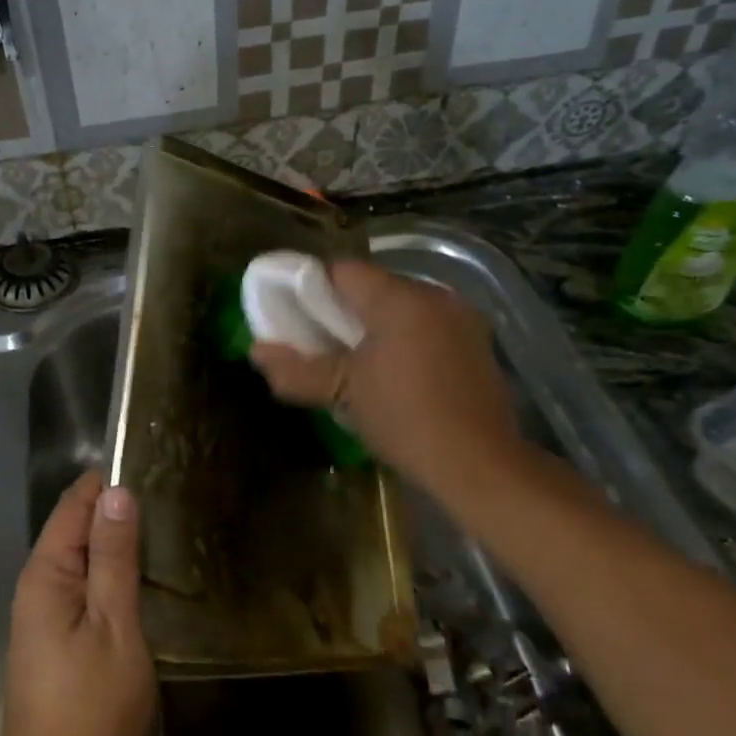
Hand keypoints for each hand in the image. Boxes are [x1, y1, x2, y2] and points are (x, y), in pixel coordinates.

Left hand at [0, 470, 154, 735]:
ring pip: (82, 560)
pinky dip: (112, 576)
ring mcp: (45, 616)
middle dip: (115, 508)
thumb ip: (113, 559)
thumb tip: (116, 493)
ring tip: (167, 530)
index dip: (108, 481)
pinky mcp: (57, 641)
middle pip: (76, 528)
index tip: (153, 464)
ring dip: (116, 543)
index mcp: (46, 573)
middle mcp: (38, 586)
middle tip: (171, 497)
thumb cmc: (88, 710)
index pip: (75, 504)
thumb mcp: (113, 628)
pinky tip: (145, 582)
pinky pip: (84, 589)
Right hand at [248, 260, 527, 501]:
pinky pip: (427, 326)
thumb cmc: (404, 419)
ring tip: (355, 363)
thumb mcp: (342, 394)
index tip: (296, 318)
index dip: (311, 288)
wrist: (480, 465)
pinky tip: (395, 374)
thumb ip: (295, 369)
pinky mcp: (478, 344)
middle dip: (342, 310)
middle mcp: (434, 296)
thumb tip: (255, 352)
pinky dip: (404, 339)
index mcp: (399, 299)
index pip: (342, 270)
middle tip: (320, 344)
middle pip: (373, 287)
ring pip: (401, 307)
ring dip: (374, 326)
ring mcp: (462, 319)